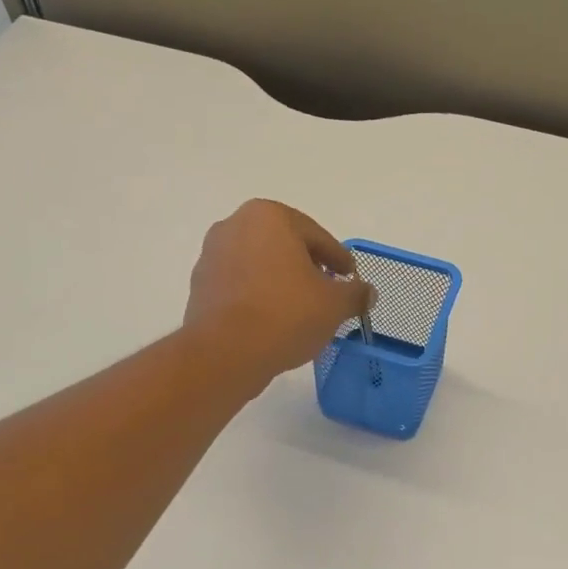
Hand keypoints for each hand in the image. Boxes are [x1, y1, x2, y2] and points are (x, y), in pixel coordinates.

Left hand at [184, 200, 370, 387]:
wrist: (226, 352)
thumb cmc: (286, 314)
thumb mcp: (334, 304)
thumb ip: (355, 293)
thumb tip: (367, 292)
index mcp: (269, 216)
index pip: (316, 236)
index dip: (339, 259)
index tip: (351, 278)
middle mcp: (235, 226)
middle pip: (285, 247)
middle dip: (308, 268)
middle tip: (329, 294)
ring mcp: (212, 255)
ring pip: (261, 266)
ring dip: (282, 283)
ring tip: (302, 312)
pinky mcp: (200, 286)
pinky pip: (241, 286)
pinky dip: (259, 297)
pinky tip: (274, 322)